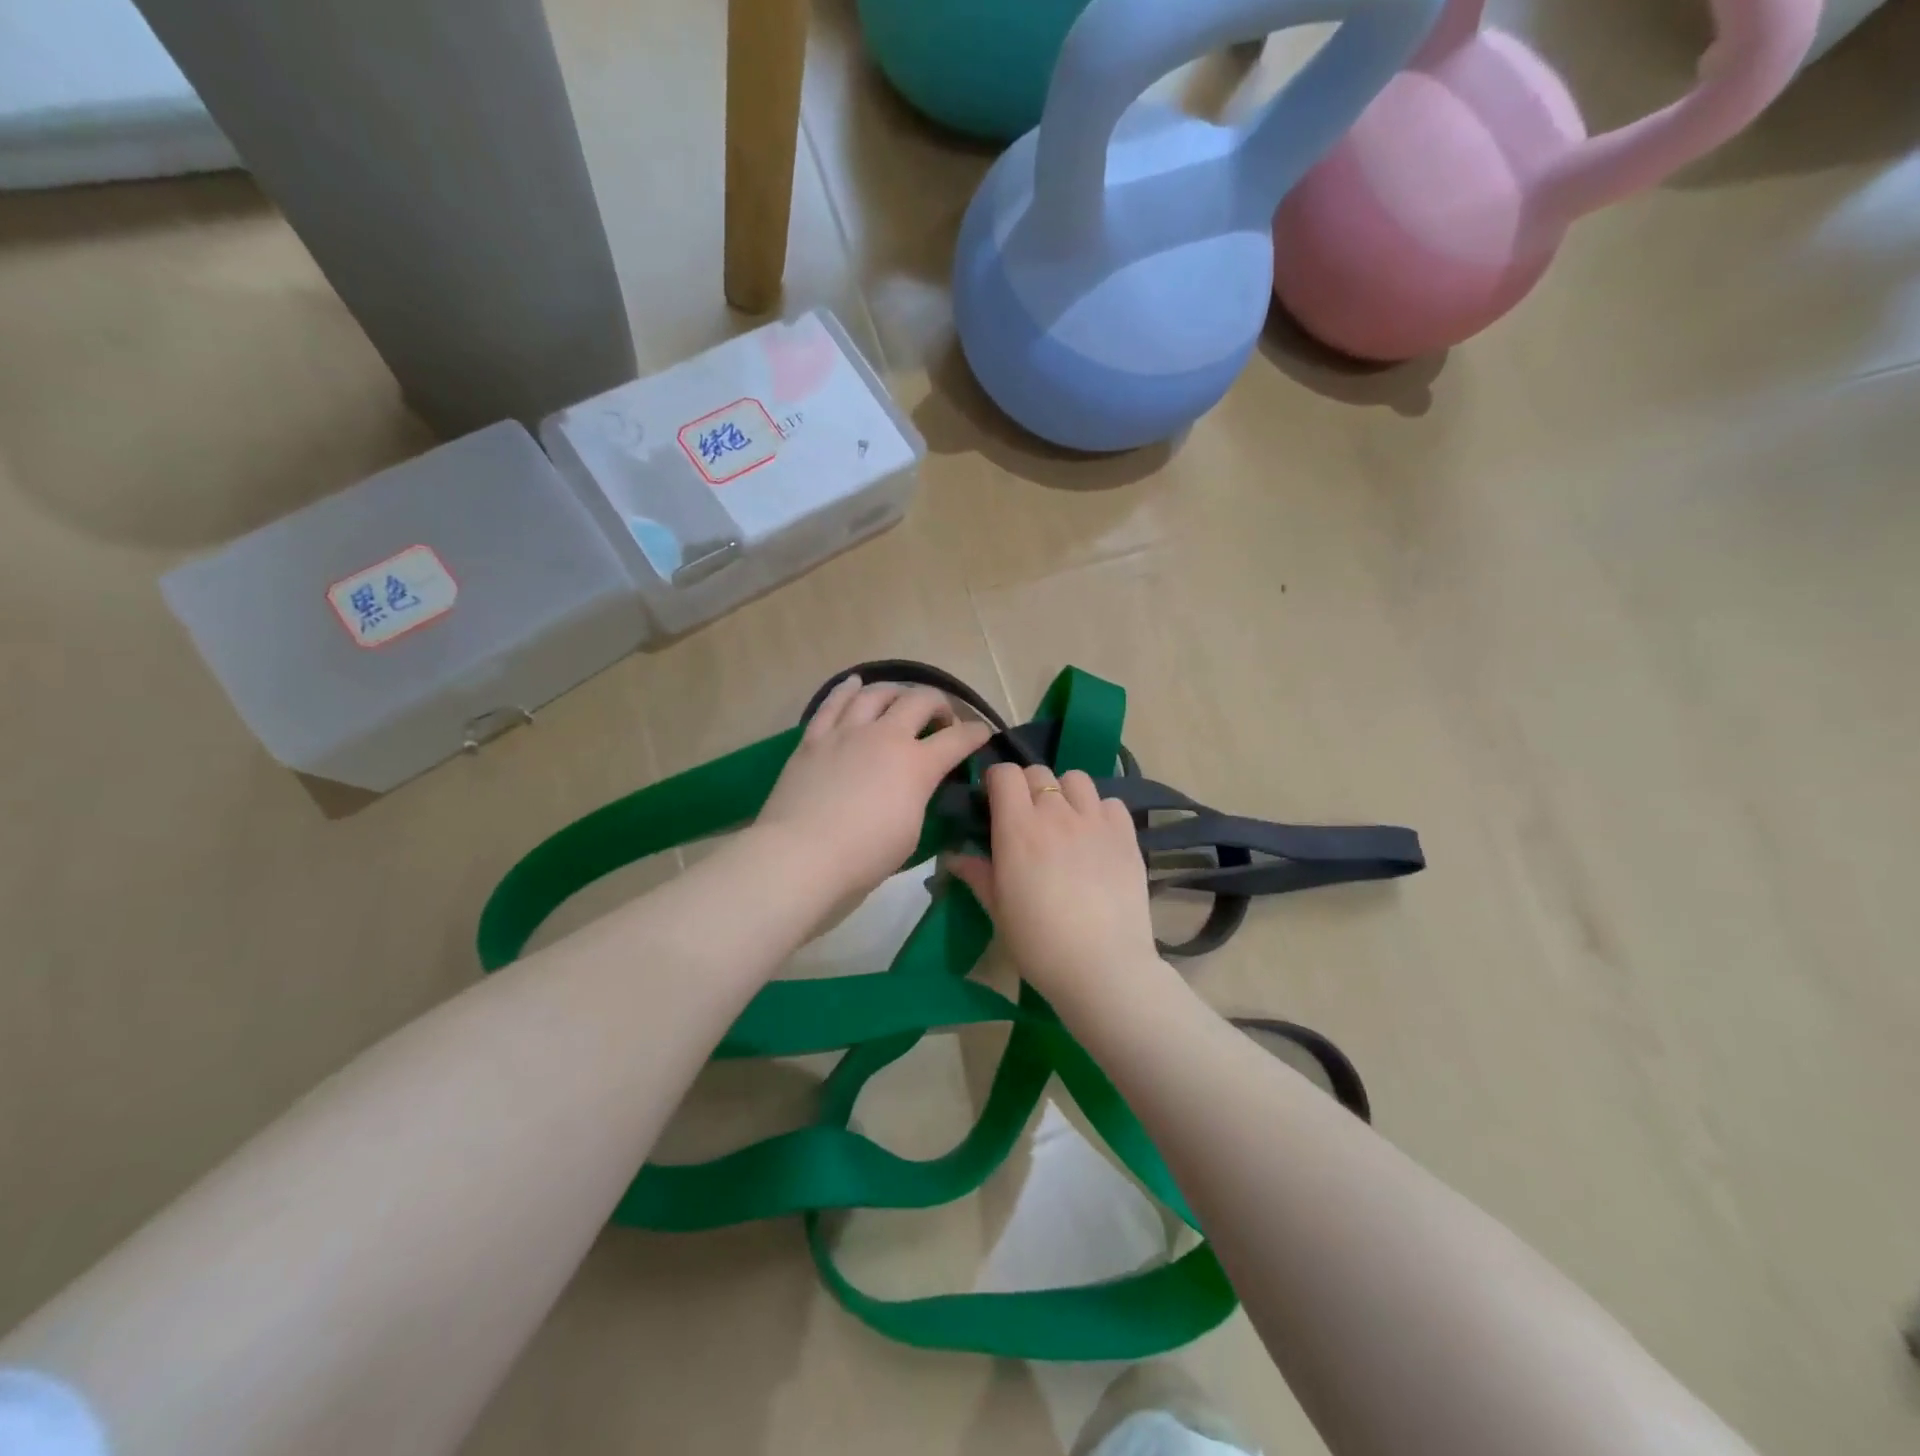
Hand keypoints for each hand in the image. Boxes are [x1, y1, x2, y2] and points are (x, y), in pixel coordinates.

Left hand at [755, 675, 992, 908]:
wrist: (801, 855)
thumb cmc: (864, 857)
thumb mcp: (910, 833)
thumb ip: (918, 799)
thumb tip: (915, 787)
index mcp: (916, 765)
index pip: (957, 740)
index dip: (976, 734)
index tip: (983, 733)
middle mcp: (885, 737)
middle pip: (920, 701)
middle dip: (939, 704)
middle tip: (941, 719)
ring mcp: (847, 733)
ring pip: (877, 694)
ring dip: (896, 692)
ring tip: (901, 698)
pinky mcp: (814, 738)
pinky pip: (833, 703)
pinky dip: (847, 690)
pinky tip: (855, 683)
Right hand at [946, 763, 1158, 996]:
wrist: (1102, 968)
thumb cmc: (1039, 943)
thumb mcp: (998, 910)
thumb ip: (977, 874)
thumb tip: (953, 857)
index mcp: (1018, 828)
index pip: (1004, 774)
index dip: (996, 782)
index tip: (993, 802)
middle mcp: (1057, 813)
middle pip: (1038, 772)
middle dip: (1027, 786)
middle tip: (1026, 817)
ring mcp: (1095, 821)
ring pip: (1076, 779)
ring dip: (1064, 792)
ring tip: (1064, 820)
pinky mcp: (1126, 835)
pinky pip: (1110, 802)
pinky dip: (1099, 811)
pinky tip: (1095, 836)